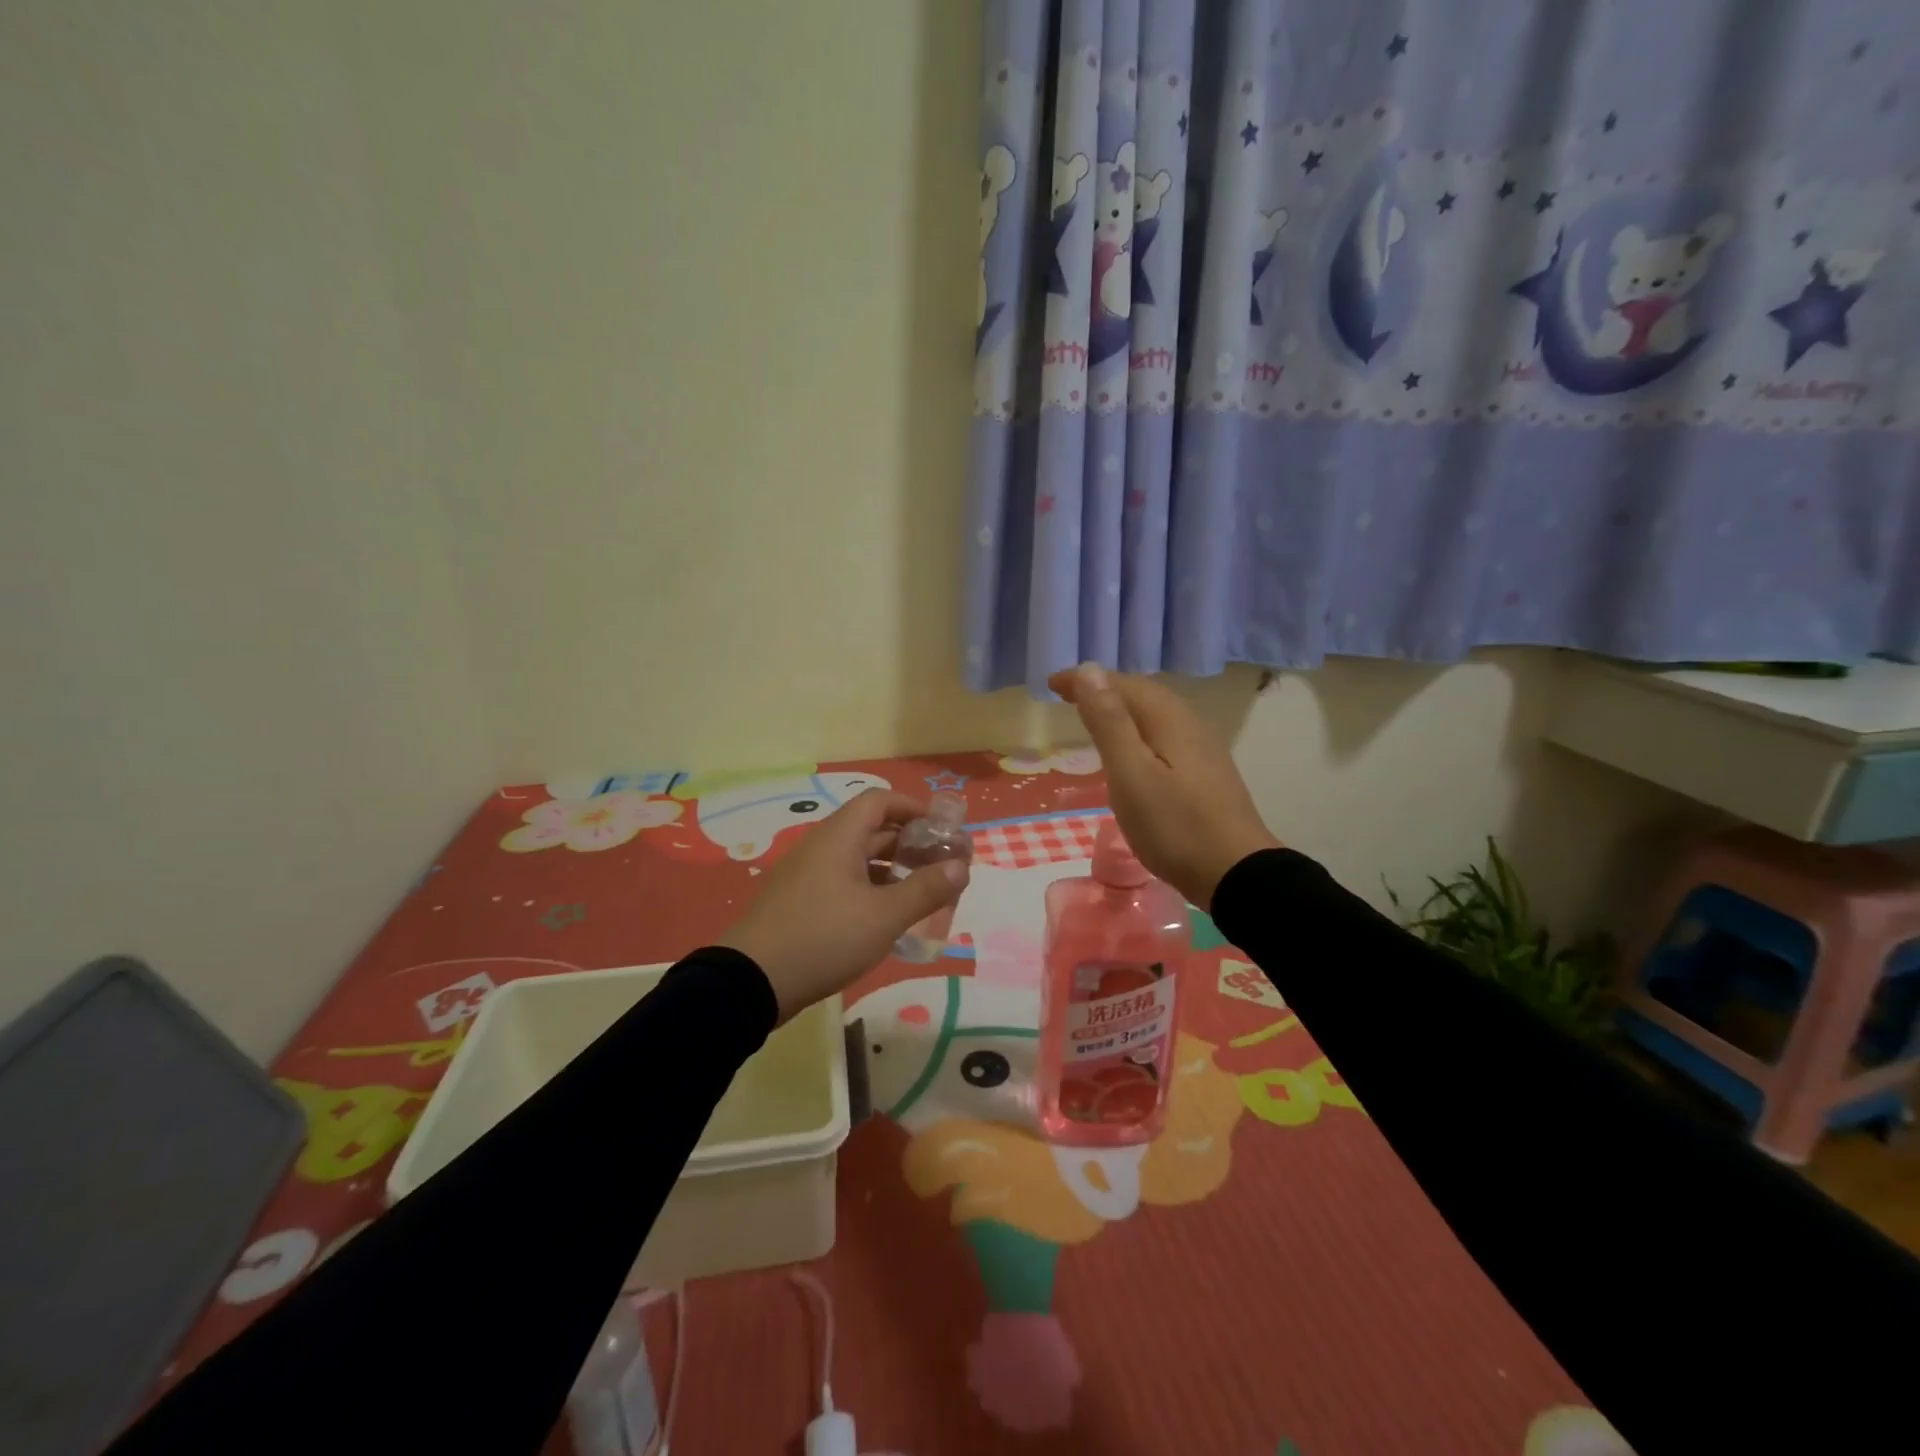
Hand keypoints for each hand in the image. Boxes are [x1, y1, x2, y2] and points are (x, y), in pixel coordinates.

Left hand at [717, 789, 969, 1021]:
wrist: (750, 981)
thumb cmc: (823, 937)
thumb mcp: (883, 916)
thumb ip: (925, 890)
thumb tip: (961, 866)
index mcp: (839, 837)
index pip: (880, 801)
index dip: (913, 808)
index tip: (942, 830)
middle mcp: (822, 847)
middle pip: (871, 829)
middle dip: (909, 843)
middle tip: (941, 866)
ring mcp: (807, 875)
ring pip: (857, 859)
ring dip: (891, 869)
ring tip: (922, 893)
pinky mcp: (799, 902)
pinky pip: (842, 882)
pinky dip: (870, 889)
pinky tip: (886, 918)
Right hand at [1048, 663, 1278, 907]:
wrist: (1236, 873)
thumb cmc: (1174, 825)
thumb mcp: (1130, 773)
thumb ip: (1109, 722)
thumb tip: (1090, 670)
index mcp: (1168, 719)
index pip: (1122, 684)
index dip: (1085, 680)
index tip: (1051, 683)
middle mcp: (1189, 723)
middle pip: (1142, 694)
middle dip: (1104, 690)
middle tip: (1068, 697)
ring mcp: (1202, 748)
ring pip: (1155, 714)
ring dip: (1122, 709)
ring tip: (1095, 718)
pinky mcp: (1206, 773)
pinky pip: (1164, 734)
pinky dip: (1138, 730)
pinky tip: (1133, 751)